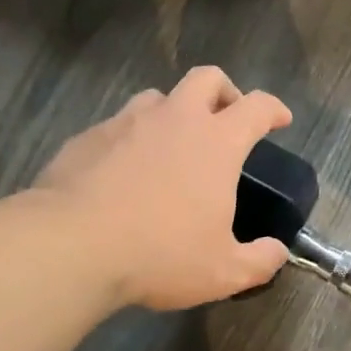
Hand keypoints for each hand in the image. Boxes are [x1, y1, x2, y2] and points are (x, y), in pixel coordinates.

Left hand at [33, 67, 292, 311]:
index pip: (257, 106)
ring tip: (171, 145)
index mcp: (216, 142)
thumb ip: (259, 261)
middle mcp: (175, 119)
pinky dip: (130, 139)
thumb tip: (278, 252)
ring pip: (157, 97)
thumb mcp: (223, 272)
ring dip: (173, 113)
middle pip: (207, 78)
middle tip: (226, 119)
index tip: (280, 120)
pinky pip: (117, 126)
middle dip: (224, 91)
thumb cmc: (160, 254)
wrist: (70, 247)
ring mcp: (126, 123)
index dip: (274, 109)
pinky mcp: (86, 138)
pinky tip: (123, 172)